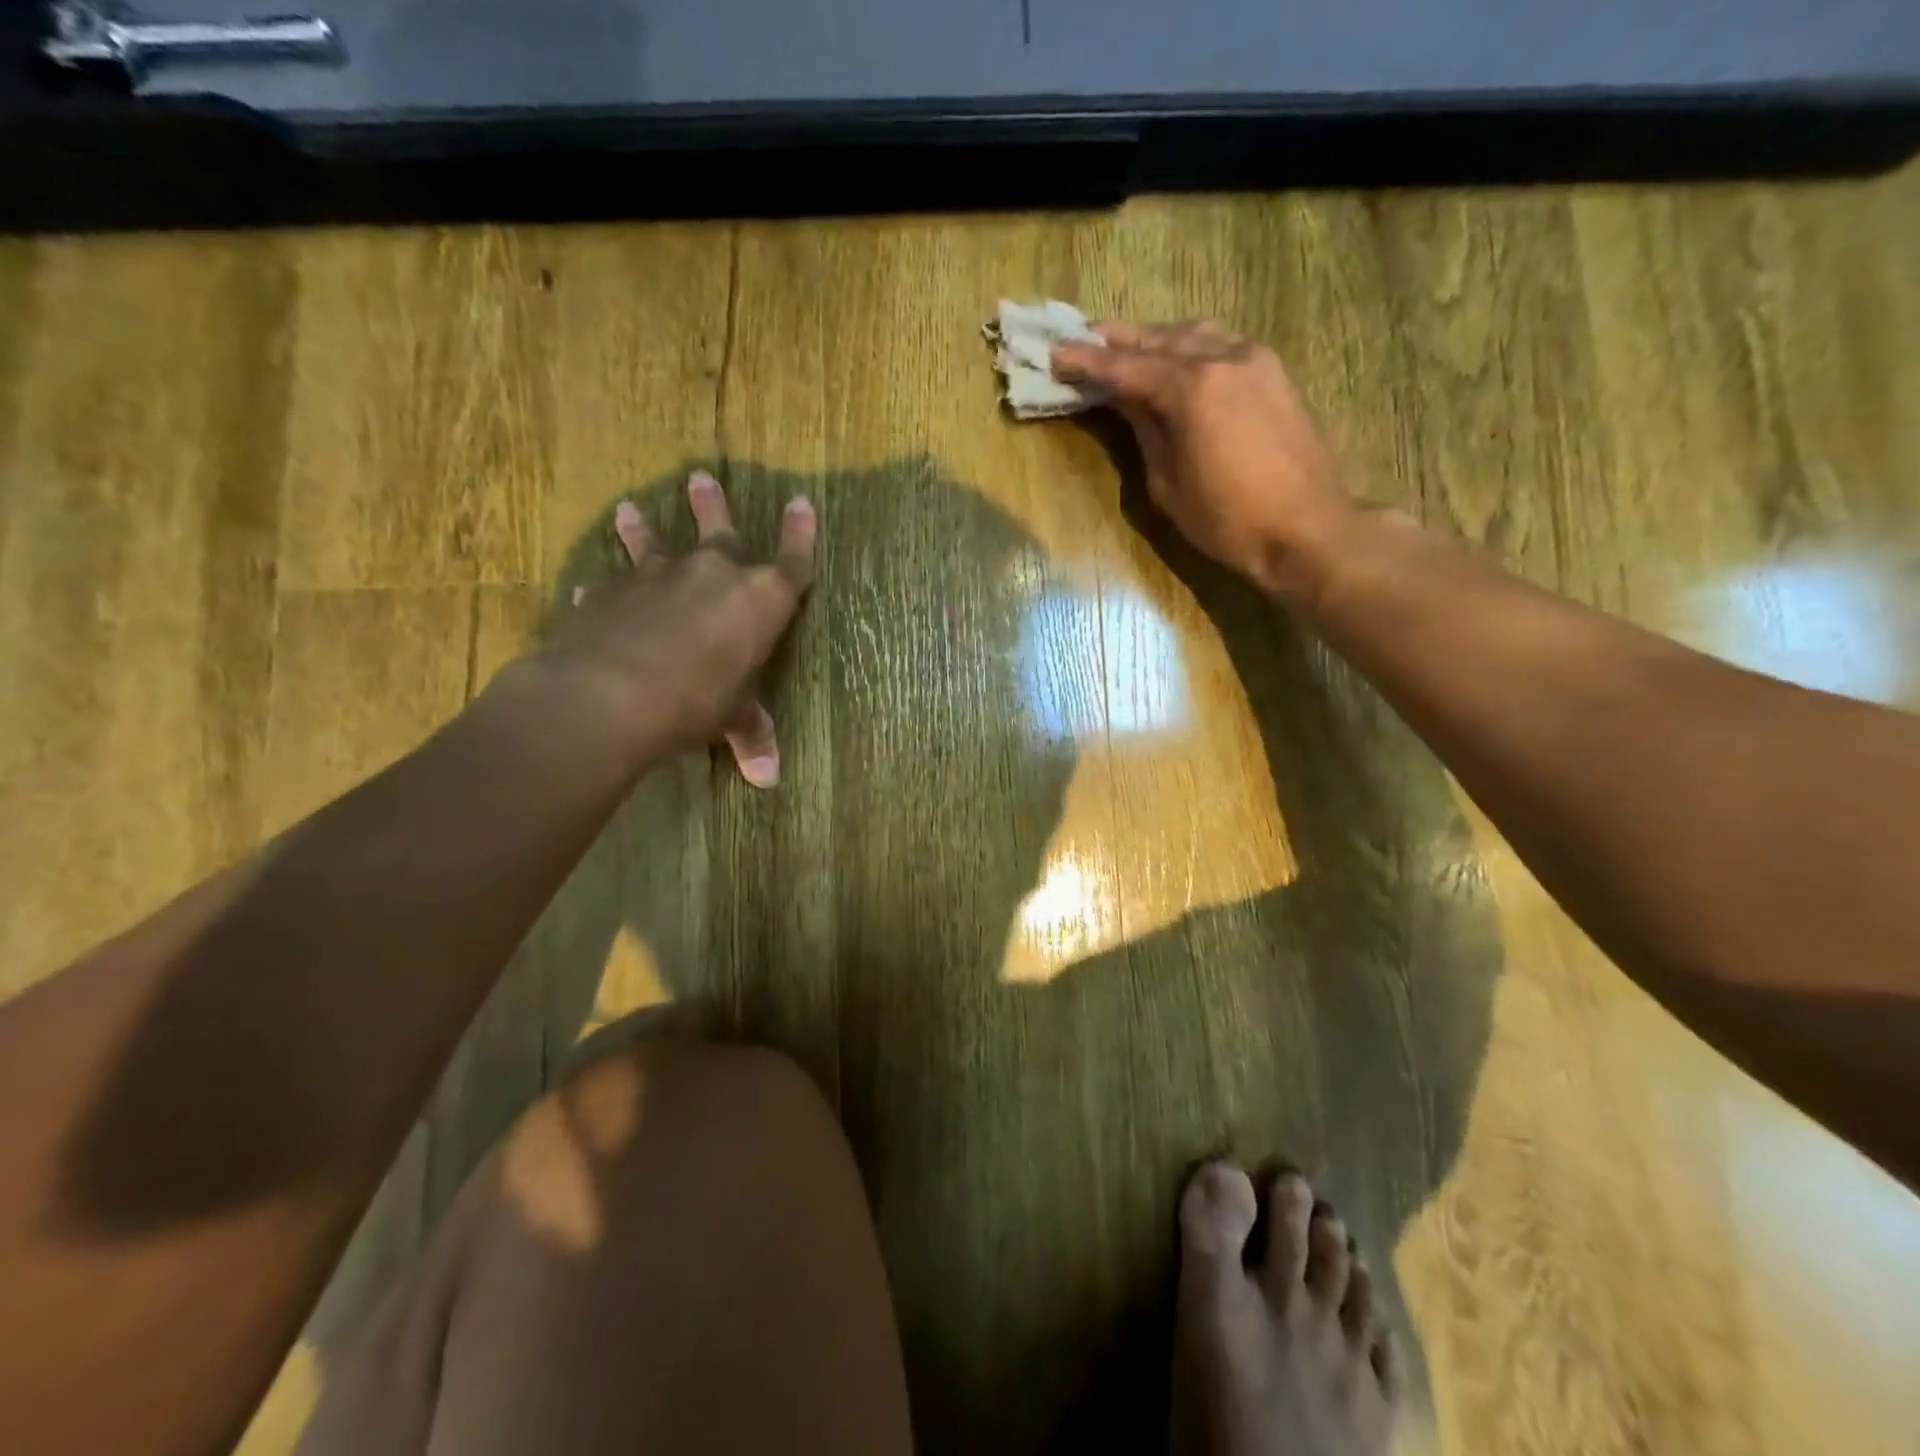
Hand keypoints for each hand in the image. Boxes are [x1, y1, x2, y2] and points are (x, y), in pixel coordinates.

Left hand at [539, 470, 815, 785]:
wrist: (612, 694)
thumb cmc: (696, 702)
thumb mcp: (731, 720)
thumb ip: (750, 735)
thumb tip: (769, 779)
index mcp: (758, 600)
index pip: (792, 561)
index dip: (800, 533)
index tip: (802, 502)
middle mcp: (712, 574)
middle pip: (719, 528)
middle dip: (712, 505)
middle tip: (701, 478)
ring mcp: (657, 577)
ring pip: (654, 542)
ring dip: (644, 527)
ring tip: (631, 509)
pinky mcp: (609, 592)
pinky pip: (611, 584)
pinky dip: (607, 588)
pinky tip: (591, 591)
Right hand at [1053, 321, 1355, 597]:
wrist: (1307, 528)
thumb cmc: (1228, 520)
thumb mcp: (1168, 483)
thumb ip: (1145, 431)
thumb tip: (1126, 400)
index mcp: (1192, 389)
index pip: (1126, 367)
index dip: (1087, 362)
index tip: (1055, 354)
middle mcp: (1224, 357)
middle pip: (1158, 340)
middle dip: (1117, 342)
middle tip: (1082, 341)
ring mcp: (1254, 359)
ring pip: (1193, 334)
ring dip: (1155, 340)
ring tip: (1125, 349)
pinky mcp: (1273, 373)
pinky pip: (1221, 344)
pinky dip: (1189, 347)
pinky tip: (1175, 360)